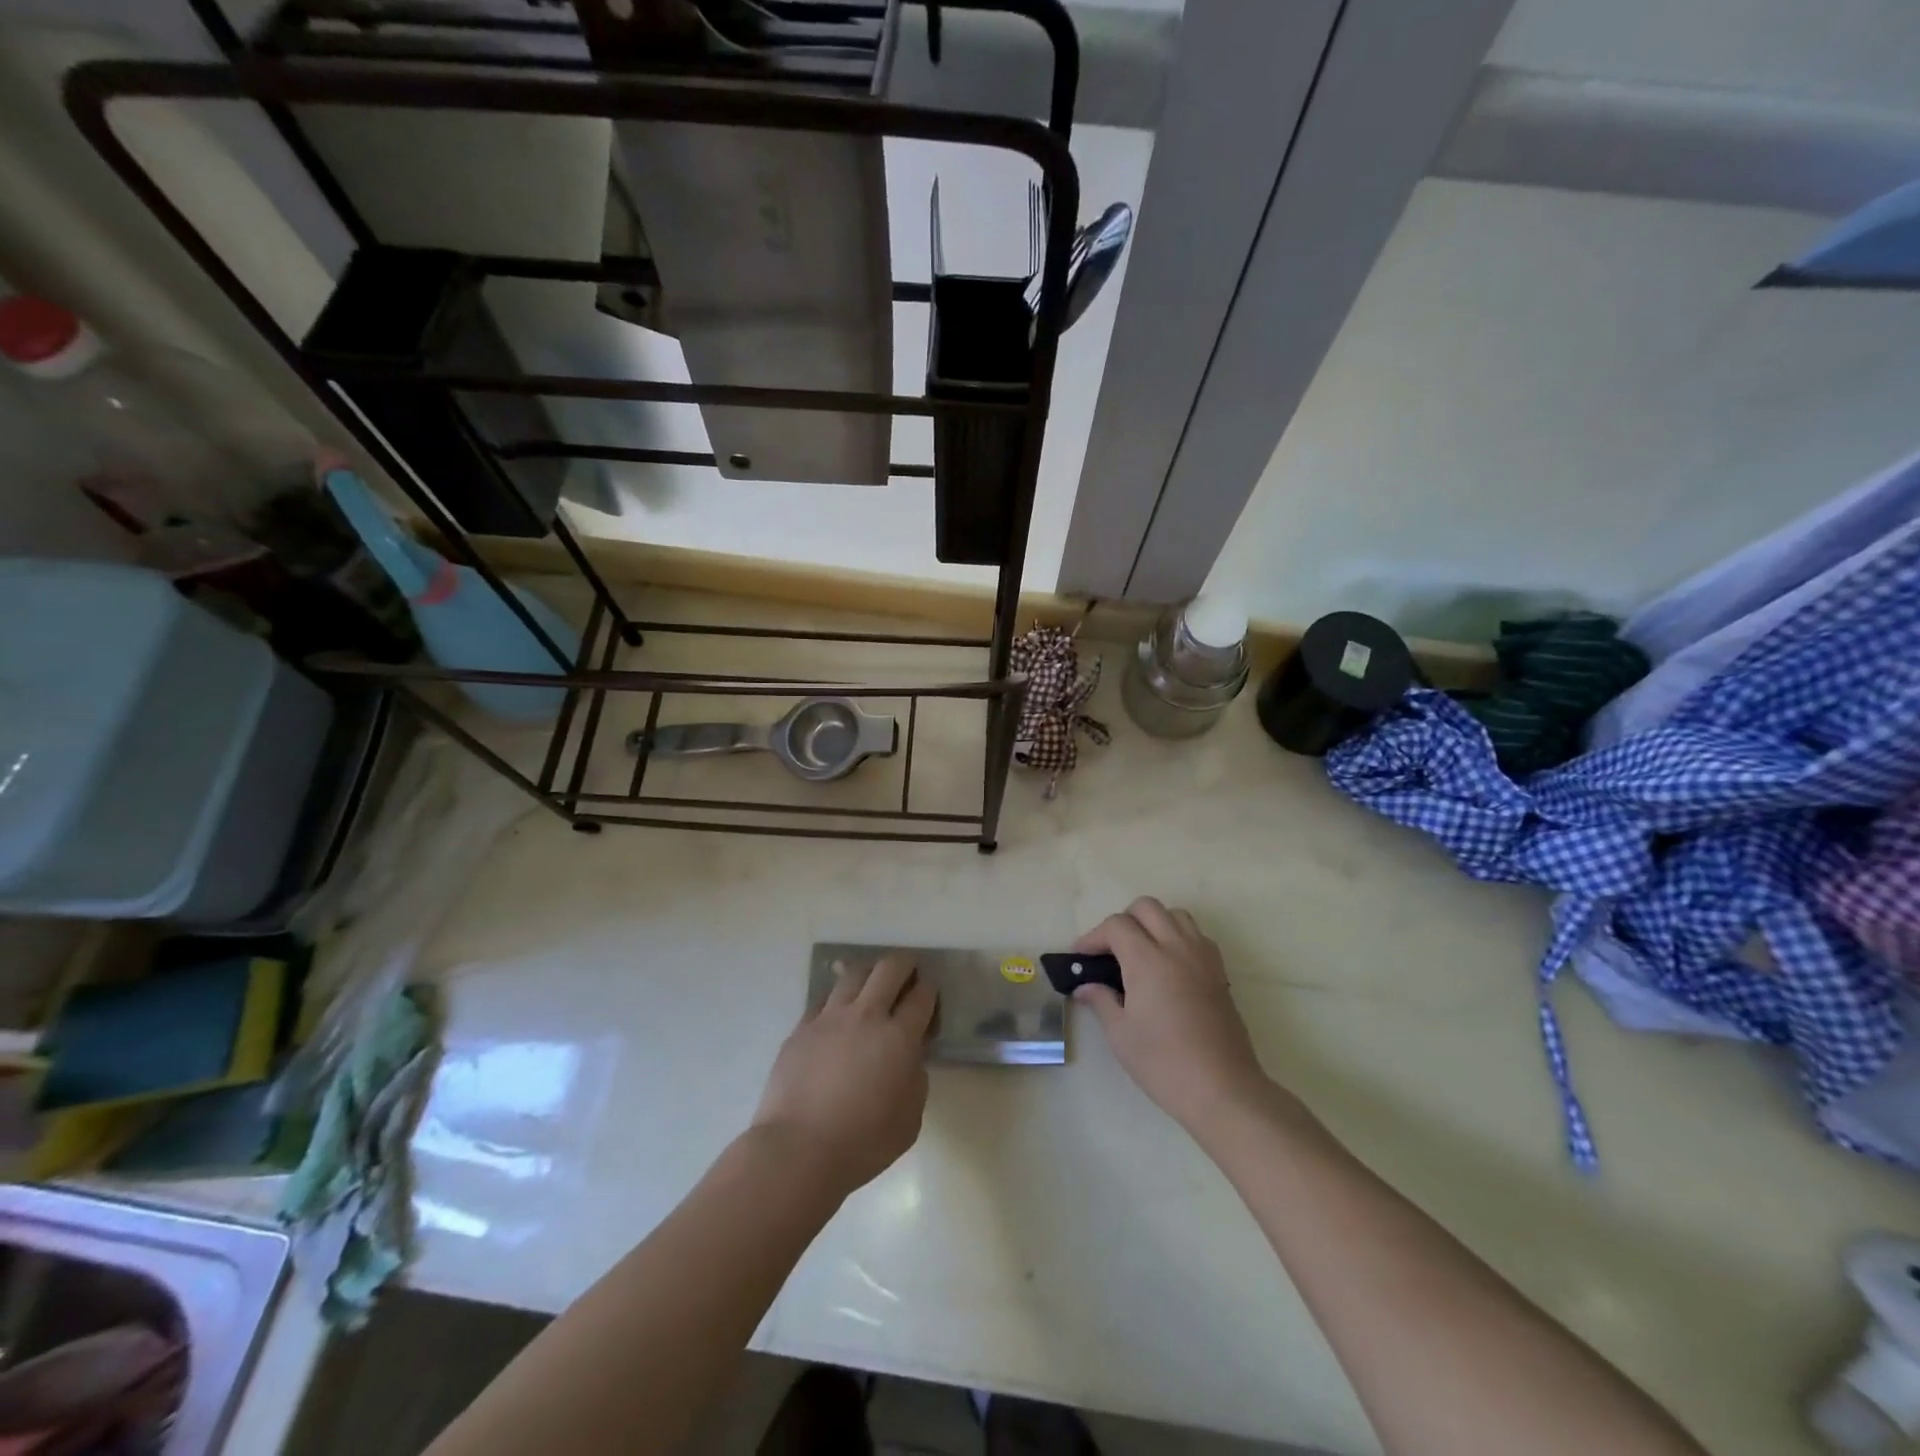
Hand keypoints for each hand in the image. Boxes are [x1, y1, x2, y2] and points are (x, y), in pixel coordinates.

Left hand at [752, 952, 936, 1196]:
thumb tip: (909, 1059)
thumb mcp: (910, 1119)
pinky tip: (837, 1015)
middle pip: (889, 969)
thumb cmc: (862, 1143)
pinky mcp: (801, 1028)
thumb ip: (915, 1080)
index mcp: (898, 1037)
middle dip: (904, 964)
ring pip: (853, 974)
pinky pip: (823, 1000)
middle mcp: (866, 1016)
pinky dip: (836, 1000)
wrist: (798, 1150)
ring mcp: (829, 1018)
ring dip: (868, 975)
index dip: (930, 988)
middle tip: (908, 973)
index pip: (921, 996)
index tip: (930, 991)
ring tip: (871, 986)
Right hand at [1073, 899, 1270, 1134]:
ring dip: (1153, 924)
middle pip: (1146, 907)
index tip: (1081, 957)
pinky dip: (1177, 937)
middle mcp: (1177, 948)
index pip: (1116, 925)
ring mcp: (1202, 957)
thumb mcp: (1121, 1035)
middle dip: (1122, 921)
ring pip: (1175, 915)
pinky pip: (1196, 935)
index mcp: (1148, 960)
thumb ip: (1101, 1001)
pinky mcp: (1219, 972)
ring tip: (1140, 953)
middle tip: (1110, 951)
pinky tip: (1168, 967)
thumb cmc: (1164, 1063)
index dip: (1094, 936)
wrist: (1223, 1089)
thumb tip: (1085, 987)